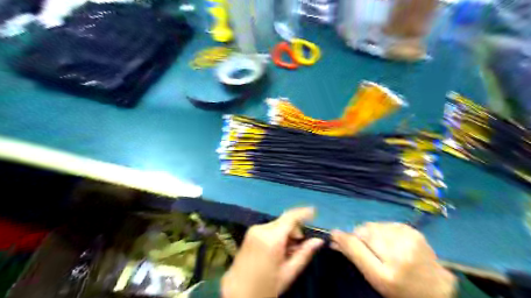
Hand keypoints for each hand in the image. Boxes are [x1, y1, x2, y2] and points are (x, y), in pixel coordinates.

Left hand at [222, 207, 322, 297]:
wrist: (237, 293)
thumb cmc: (265, 286)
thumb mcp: (288, 273)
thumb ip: (304, 254)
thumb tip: (318, 241)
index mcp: (272, 238)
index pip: (291, 217)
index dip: (304, 212)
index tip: (314, 211)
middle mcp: (261, 229)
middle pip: (284, 221)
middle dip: (295, 229)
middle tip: (301, 245)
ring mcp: (253, 230)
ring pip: (277, 225)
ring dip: (286, 233)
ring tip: (288, 252)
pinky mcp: (249, 233)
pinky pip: (269, 229)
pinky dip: (277, 235)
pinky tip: (278, 250)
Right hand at [330, 222, 455, 297]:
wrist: (436, 289)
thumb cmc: (400, 289)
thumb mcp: (374, 279)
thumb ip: (354, 256)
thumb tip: (334, 238)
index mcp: (386, 273)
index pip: (356, 246)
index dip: (343, 238)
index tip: (333, 234)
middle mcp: (398, 254)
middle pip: (364, 231)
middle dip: (359, 236)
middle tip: (364, 246)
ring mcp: (408, 239)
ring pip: (374, 225)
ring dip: (370, 232)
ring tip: (379, 245)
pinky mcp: (413, 230)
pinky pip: (385, 223)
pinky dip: (382, 229)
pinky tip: (390, 240)